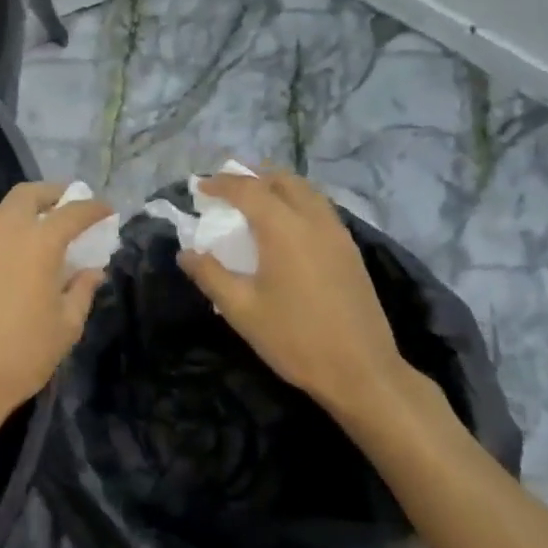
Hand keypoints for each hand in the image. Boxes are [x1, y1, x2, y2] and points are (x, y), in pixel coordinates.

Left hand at [0, 181, 113, 442]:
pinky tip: (10, 258)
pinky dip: (3, 233)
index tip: (107, 211)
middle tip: (68, 206)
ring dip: (24, 210)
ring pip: (1, 210)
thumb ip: (82, 291)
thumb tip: (91, 271)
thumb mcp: (66, 327)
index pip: (72, 212)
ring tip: (40, 229)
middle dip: (52, 194)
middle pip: (28, 194)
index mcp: (38, 243)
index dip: (93, 208)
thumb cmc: (22, 355)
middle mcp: (4, 232)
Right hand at [179, 170, 424, 423]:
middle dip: (252, 176)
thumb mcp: (241, 310)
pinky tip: (287, 225)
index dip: (221, 184)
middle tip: (227, 187)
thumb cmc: (294, 338)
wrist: (361, 370)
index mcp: (283, 228)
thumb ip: (210, 275)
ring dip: (277, 186)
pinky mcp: (350, 250)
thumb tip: (186, 253)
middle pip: (282, 180)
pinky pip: (320, 208)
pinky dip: (297, 201)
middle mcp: (313, 219)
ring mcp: (337, 233)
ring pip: (306, 191)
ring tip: (256, 199)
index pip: (248, 190)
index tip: (200, 188)